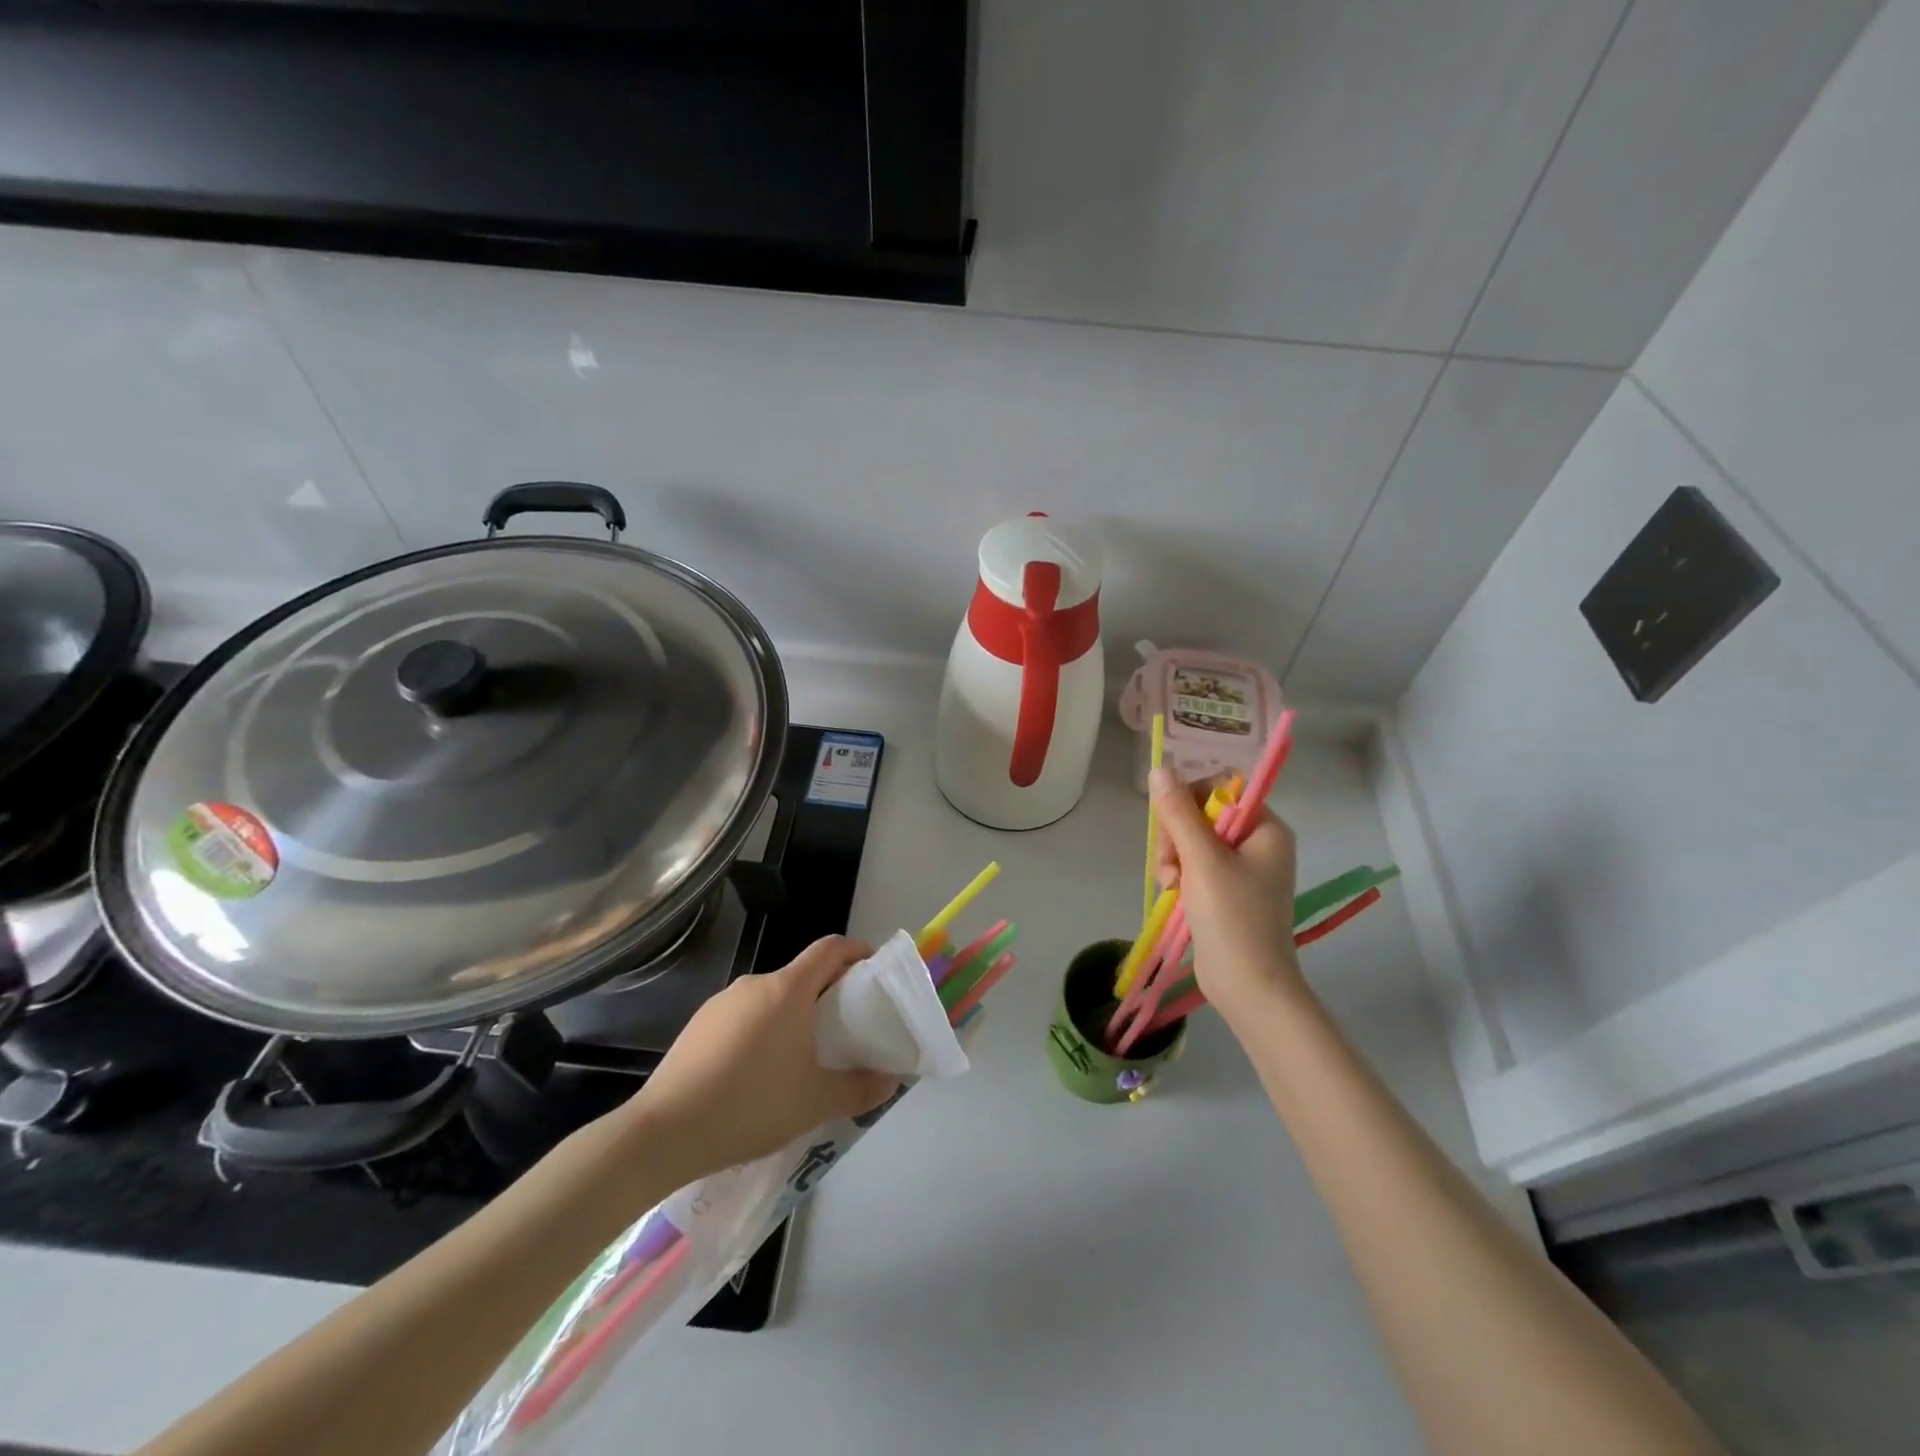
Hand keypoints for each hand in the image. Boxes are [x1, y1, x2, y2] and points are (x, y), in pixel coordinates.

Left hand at [614, 936, 899, 1184]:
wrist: (663, 1132)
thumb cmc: (750, 1105)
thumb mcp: (815, 1103)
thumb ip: (860, 1089)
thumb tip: (891, 1080)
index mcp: (789, 989)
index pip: (831, 948)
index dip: (856, 952)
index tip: (871, 971)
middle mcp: (756, 984)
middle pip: (802, 974)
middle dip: (827, 993)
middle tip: (844, 1029)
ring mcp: (721, 1002)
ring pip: (771, 998)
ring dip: (792, 1015)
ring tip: (800, 1058)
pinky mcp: (698, 1025)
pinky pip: (743, 1016)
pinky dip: (761, 1031)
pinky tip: (756, 1074)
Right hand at [1151, 766, 1306, 1022]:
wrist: (1249, 986)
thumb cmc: (1232, 917)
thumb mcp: (1202, 859)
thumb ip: (1178, 812)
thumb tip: (1159, 769)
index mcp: (1266, 828)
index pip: (1221, 790)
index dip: (1190, 802)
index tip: (1174, 827)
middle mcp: (1258, 843)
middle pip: (1202, 815)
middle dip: (1177, 837)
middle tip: (1172, 865)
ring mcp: (1242, 869)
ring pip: (1192, 842)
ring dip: (1174, 858)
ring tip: (1172, 884)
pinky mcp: (1227, 892)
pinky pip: (1195, 866)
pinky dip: (1180, 876)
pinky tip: (1173, 893)